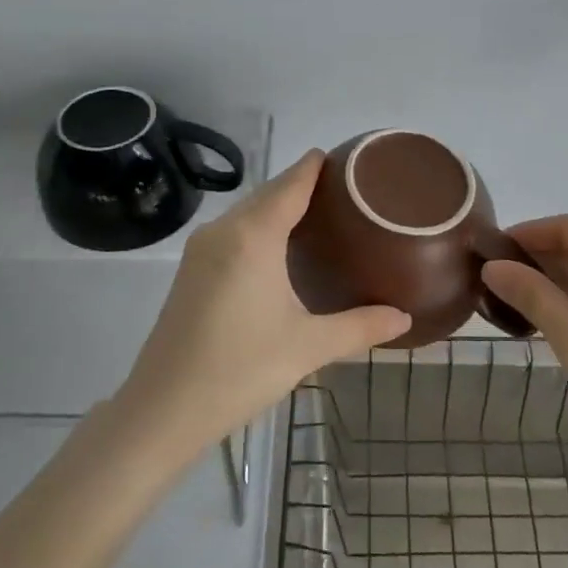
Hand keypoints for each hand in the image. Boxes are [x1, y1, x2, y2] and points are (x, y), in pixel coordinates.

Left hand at [118, 151, 409, 455]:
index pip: (291, 183)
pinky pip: (233, 232)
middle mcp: (224, 230)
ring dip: (280, 207)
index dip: (317, 166)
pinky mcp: (191, 270)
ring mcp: (201, 249)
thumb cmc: (240, 369)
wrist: (163, 408)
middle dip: (303, 185)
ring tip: (322, 216)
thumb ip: (360, 328)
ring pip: (248, 212)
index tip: (349, 159)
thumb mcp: (308, 347)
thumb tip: (404, 318)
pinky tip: (281, 249)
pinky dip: (261, 227)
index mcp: (253, 236)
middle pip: (269, 193)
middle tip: (348, 193)